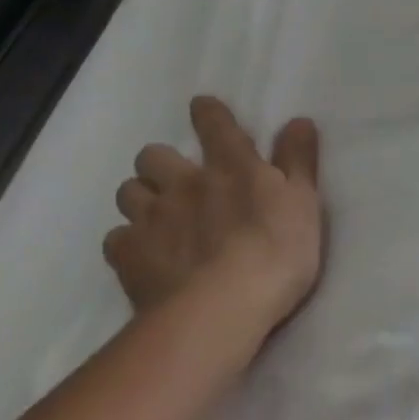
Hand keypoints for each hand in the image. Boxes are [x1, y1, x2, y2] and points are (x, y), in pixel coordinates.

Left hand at [107, 96, 323, 335]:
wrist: (221, 311)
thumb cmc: (275, 253)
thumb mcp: (303, 203)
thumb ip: (298, 160)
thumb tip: (297, 119)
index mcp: (231, 166)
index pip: (214, 124)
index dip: (207, 112)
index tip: (202, 108)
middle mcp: (184, 183)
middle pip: (153, 155)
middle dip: (160, 163)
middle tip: (175, 182)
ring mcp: (152, 219)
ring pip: (128, 191)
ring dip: (140, 198)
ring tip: (154, 217)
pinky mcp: (129, 257)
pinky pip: (115, 239)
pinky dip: (126, 243)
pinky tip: (140, 256)